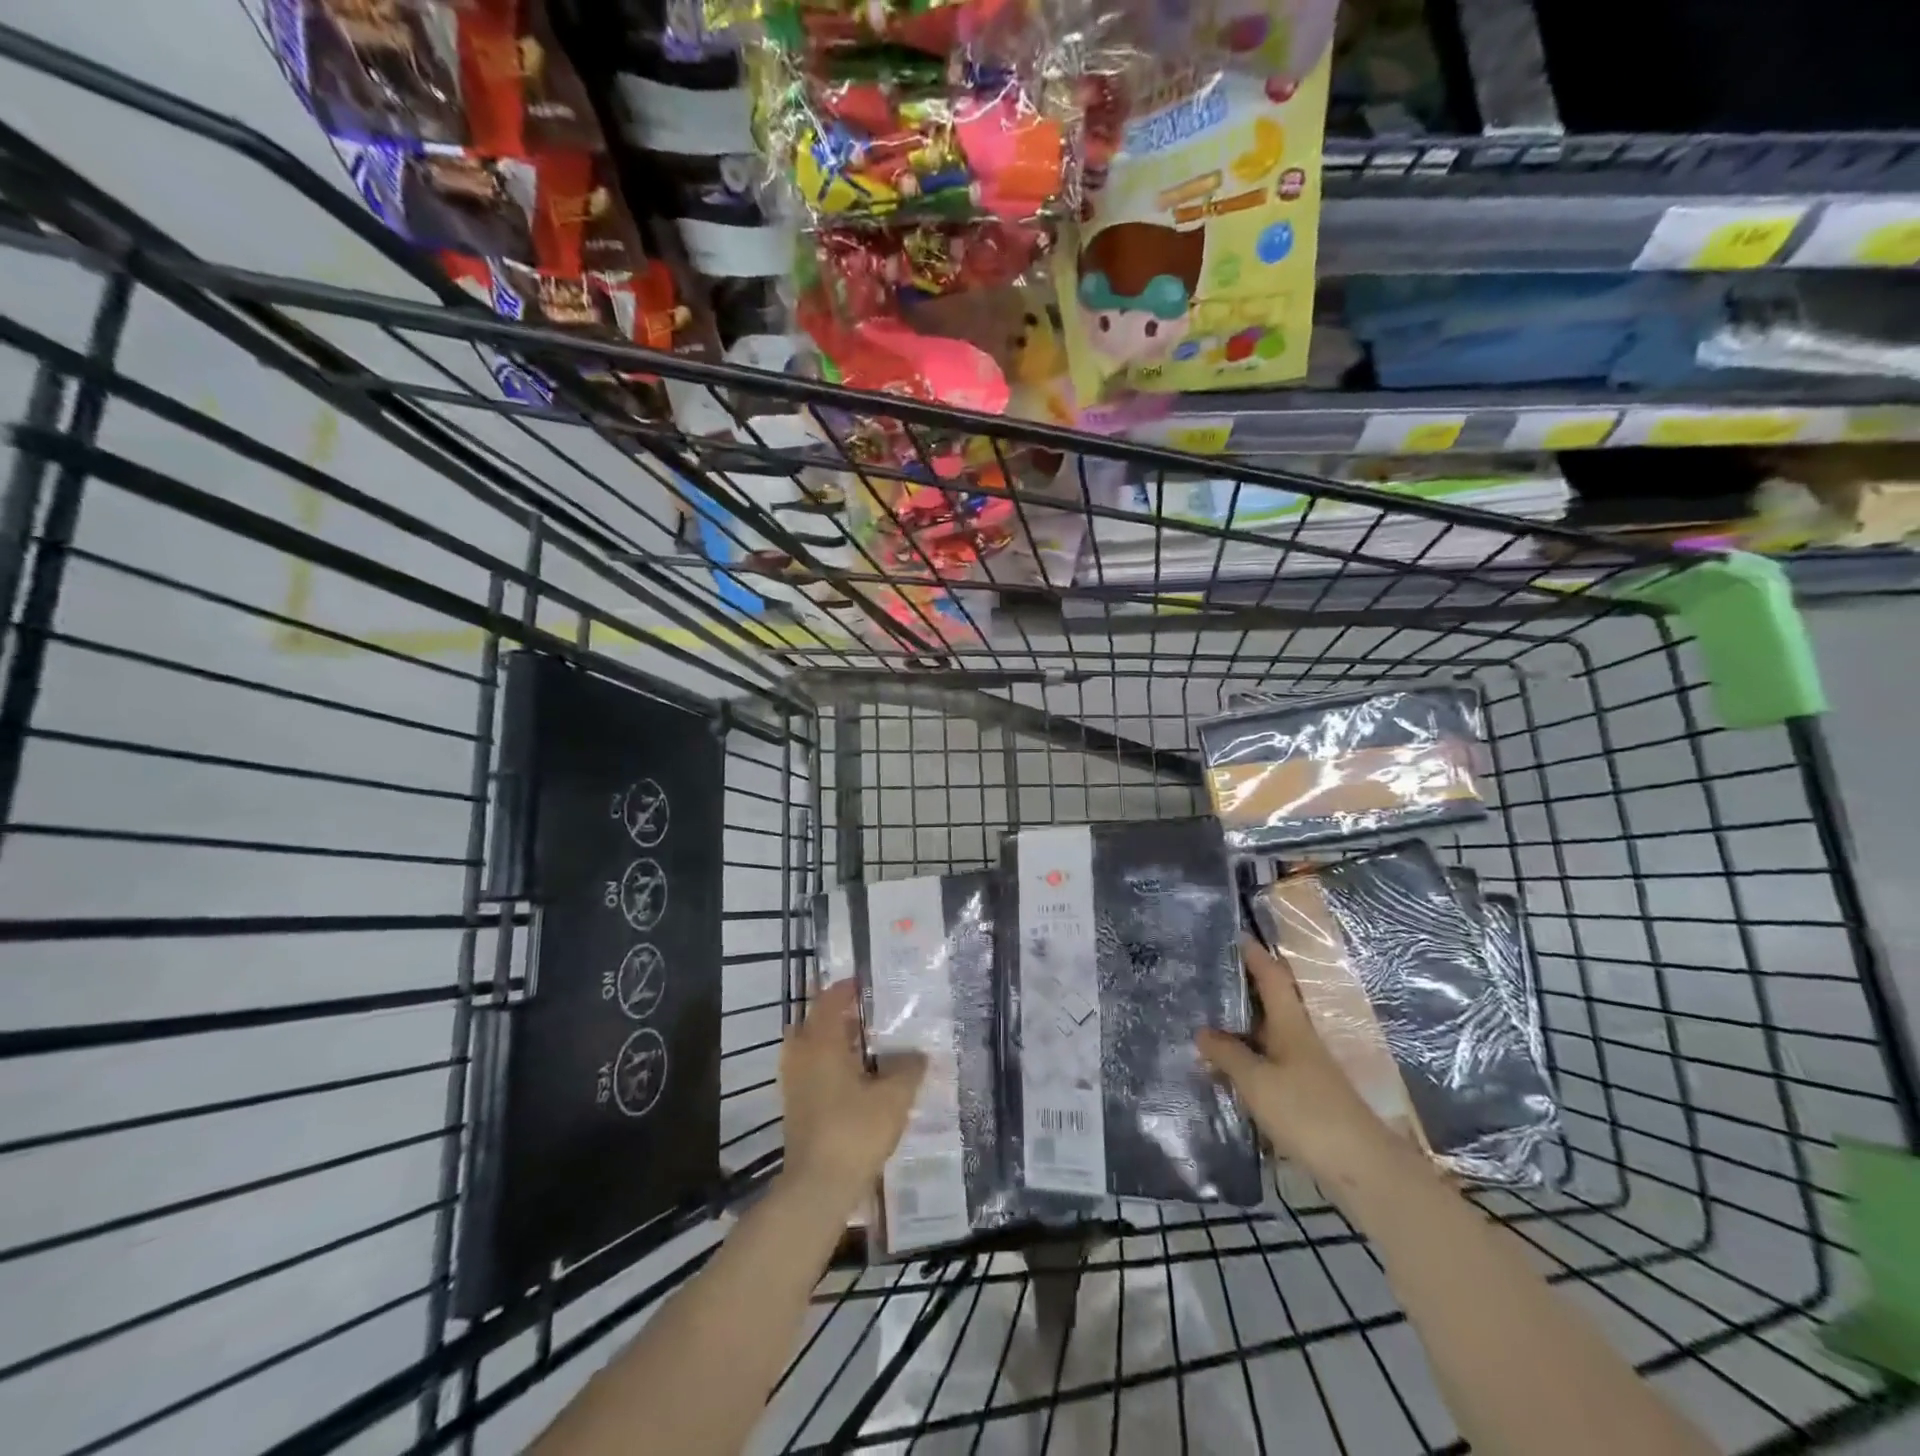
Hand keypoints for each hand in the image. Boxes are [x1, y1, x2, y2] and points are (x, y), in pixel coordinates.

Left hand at [780, 978, 926, 1200]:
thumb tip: (917, 1054)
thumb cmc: (854, 1131)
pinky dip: (829, 1063)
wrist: (817, 1187)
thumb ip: (908, 1069)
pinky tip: (855, 1078)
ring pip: (811, 1046)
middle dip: (839, 1013)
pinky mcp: (795, 1106)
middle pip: (815, 1020)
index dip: (847, 988)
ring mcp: (794, 1083)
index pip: (830, 1000)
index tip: (868, 983)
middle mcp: (802, 1055)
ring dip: (834, 1040)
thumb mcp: (893, 1097)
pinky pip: (811, 1069)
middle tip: (869, 1012)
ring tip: (866, 1045)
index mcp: (822, 1042)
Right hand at [1197, 937, 1415, 1187]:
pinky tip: (1225, 1071)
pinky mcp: (1305, 1097)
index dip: (1256, 956)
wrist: (1361, 1169)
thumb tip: (1202, 1032)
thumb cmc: (1307, 1113)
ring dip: (1241, 1029)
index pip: (1273, 978)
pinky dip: (1246, 1060)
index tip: (1236, 935)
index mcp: (1291, 1025)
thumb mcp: (1257, 1081)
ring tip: (1204, 1023)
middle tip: (1207, 979)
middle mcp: (1300, 1040)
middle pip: (1270, 1005)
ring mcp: (1305, 1069)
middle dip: (1242, 990)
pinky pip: (1268, 1065)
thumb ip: (1228, 1054)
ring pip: (1267, 1037)